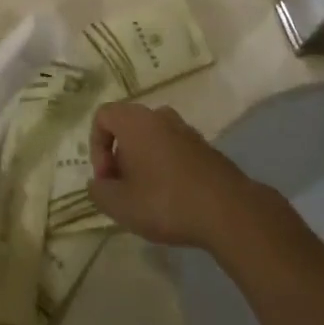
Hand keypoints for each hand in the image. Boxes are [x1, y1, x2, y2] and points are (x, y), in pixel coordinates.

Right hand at [87, 102, 264, 248]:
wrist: (227, 209)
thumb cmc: (165, 201)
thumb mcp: (120, 205)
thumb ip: (99, 192)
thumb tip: (98, 183)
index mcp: (135, 120)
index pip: (103, 116)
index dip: (96, 146)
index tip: (106, 177)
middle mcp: (160, 116)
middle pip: (127, 127)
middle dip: (119, 157)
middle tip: (123, 190)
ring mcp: (185, 129)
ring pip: (152, 139)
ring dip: (142, 163)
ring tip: (146, 197)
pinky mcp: (204, 147)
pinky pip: (173, 149)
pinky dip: (164, 167)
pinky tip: (172, 199)